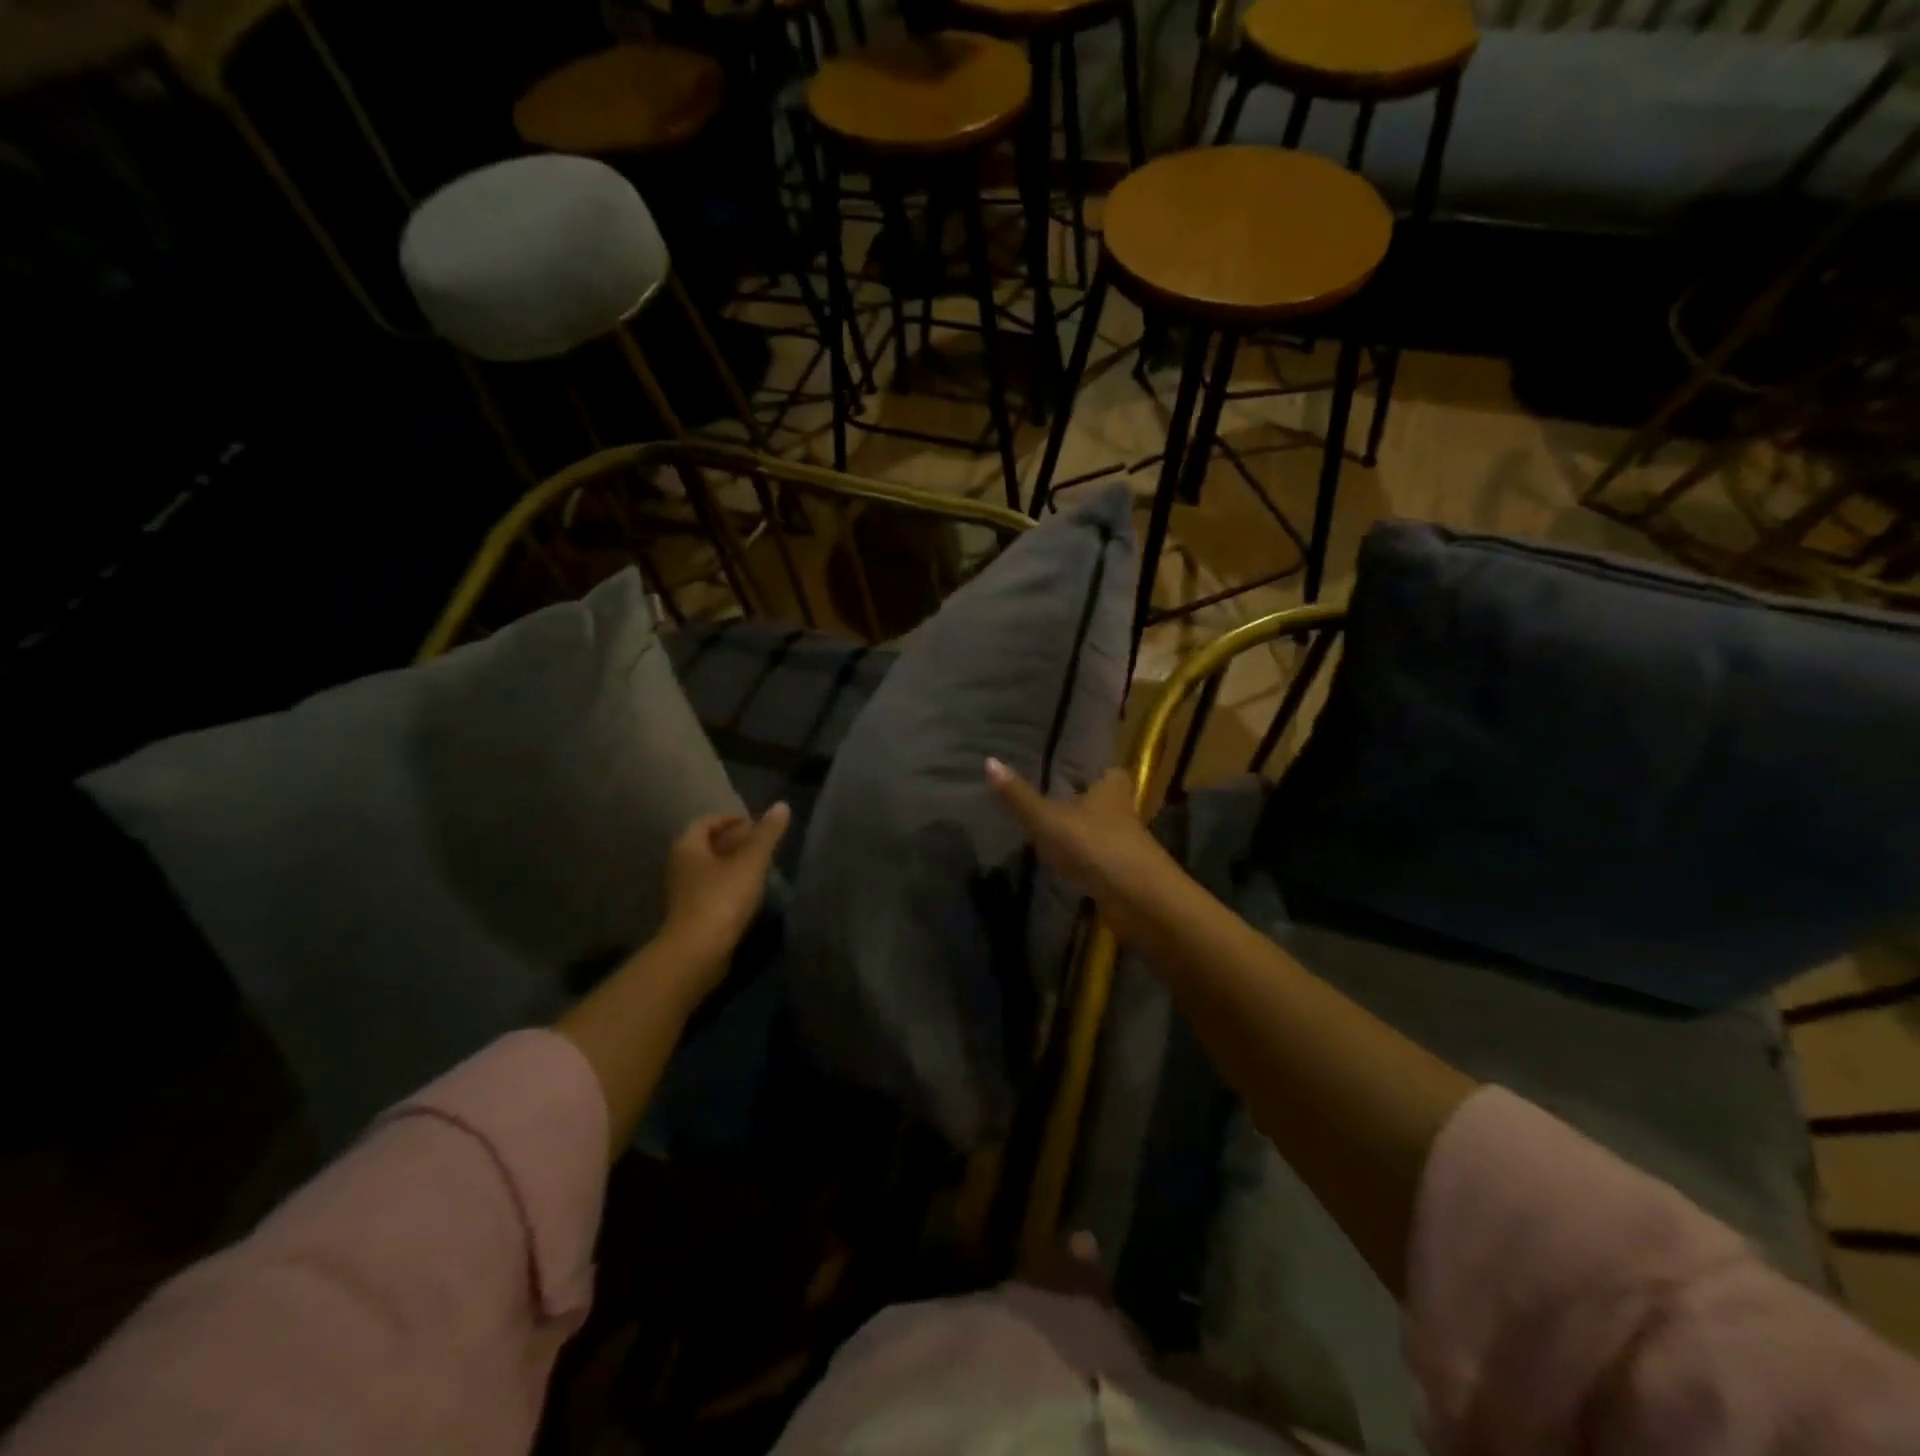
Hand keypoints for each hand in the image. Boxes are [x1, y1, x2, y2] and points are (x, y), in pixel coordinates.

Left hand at [656, 804, 790, 989]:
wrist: (697, 951)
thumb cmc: (722, 898)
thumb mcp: (751, 862)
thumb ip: (766, 834)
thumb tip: (781, 805)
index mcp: (688, 846)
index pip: (706, 821)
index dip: (730, 819)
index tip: (755, 824)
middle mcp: (679, 865)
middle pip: (706, 845)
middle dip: (732, 841)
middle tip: (760, 843)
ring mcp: (681, 892)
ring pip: (707, 868)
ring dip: (730, 864)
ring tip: (758, 867)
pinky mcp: (689, 915)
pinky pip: (708, 889)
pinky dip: (726, 884)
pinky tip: (747, 892)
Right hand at [984, 760, 1177, 931]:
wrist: (1137, 901)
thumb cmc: (1094, 846)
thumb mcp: (1048, 819)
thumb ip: (1019, 796)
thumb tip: (989, 761)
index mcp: (1111, 788)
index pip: (1106, 770)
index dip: (1091, 770)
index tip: (1067, 771)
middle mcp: (1123, 812)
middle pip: (1104, 801)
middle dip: (1083, 803)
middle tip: (1052, 800)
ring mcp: (1125, 846)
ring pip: (1101, 832)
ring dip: (1081, 834)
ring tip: (1050, 832)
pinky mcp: (1123, 875)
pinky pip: (1098, 860)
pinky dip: (1083, 861)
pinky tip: (1062, 865)